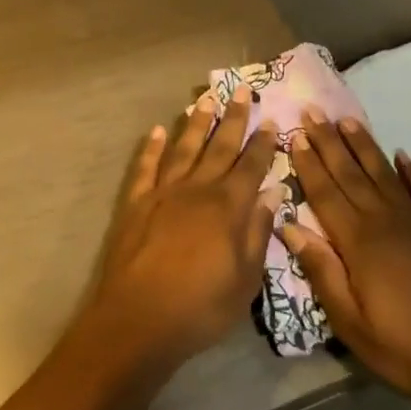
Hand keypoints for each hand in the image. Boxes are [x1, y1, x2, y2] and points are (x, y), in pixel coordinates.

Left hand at [85, 90, 279, 370]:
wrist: (139, 318)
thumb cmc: (201, 307)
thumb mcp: (246, 279)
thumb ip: (258, 231)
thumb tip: (273, 191)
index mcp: (228, 206)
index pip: (252, 165)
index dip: (263, 143)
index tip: (271, 119)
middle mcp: (198, 188)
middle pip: (220, 146)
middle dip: (234, 118)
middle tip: (242, 91)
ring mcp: (164, 191)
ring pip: (184, 147)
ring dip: (196, 122)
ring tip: (205, 99)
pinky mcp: (137, 202)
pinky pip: (146, 166)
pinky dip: (151, 147)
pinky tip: (156, 131)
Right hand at [284, 115, 410, 409]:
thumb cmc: (404, 348)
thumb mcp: (351, 323)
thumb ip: (321, 270)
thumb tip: (289, 226)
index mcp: (359, 242)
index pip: (326, 192)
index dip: (309, 163)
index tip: (294, 134)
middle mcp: (386, 220)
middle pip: (351, 173)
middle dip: (329, 142)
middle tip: (313, 111)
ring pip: (384, 174)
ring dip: (364, 146)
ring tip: (348, 120)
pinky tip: (402, 155)